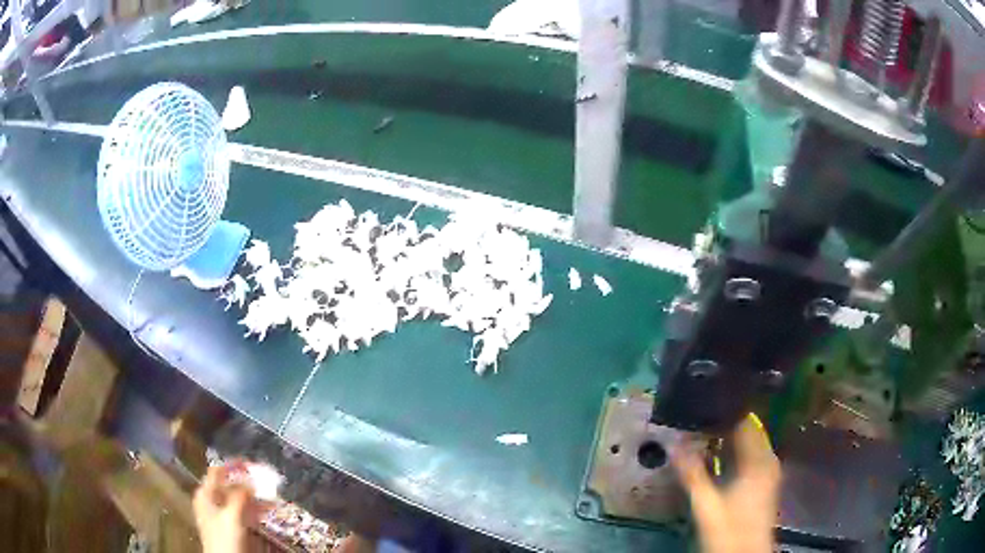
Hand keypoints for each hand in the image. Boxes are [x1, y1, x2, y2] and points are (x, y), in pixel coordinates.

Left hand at [193, 460, 271, 552]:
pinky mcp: (231, 525)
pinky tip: (267, 509)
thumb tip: (250, 480)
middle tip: (265, 480)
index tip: (252, 464)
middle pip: (229, 484)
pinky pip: (243, 510)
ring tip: (271, 496)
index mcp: (205, 493)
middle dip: (248, 482)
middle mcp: (211, 500)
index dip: (234, 465)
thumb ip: (239, 496)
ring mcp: (221, 513)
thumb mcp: (232, 516)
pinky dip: (254, 508)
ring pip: (238, 498)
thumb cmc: (224, 538)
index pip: (218, 471)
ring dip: (254, 496)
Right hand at [672, 414, 781, 552]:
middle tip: (693, 423)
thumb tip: (673, 444)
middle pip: (747, 431)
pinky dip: (733, 453)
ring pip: (748, 444)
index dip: (721, 413)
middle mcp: (767, 459)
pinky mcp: (763, 481)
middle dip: (721, 426)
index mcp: (758, 460)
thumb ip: (691, 473)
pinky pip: (749, 456)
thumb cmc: (728, 530)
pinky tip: (714, 458)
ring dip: (726, 440)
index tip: (698, 408)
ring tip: (698, 436)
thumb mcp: (705, 504)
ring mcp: (767, 471)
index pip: (743, 422)